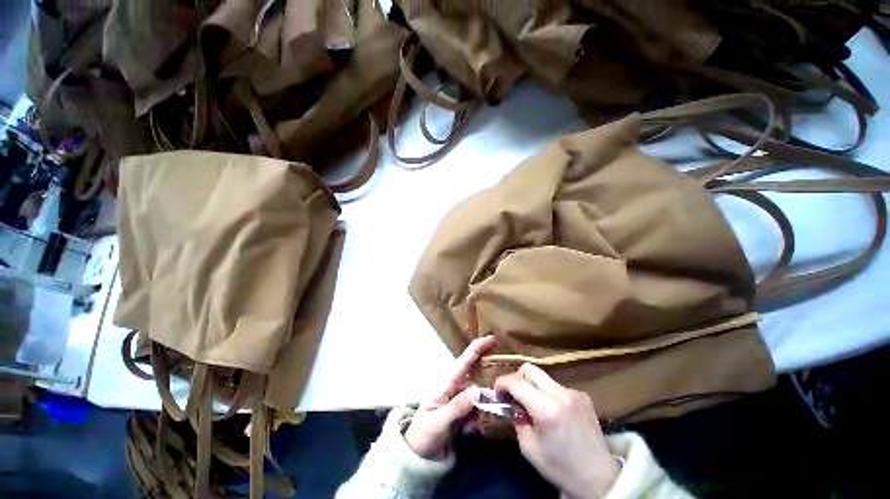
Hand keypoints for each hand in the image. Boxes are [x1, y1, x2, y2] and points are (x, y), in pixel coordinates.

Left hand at [404, 335, 495, 458]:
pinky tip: (469, 430)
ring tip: (472, 423)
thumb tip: (478, 389)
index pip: (464, 362)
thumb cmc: (423, 433)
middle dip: (489, 380)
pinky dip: (479, 419)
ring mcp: (461, 400)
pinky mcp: (464, 412)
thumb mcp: (438, 421)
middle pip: (477, 376)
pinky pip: (479, 410)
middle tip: (502, 389)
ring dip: (483, 407)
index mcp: (447, 384)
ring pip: (481, 395)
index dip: (477, 348)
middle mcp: (456, 387)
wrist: (418, 455)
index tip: (492, 338)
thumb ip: (457, 406)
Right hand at [495, 364, 619, 498]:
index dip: (502, 382)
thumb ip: (517, 419)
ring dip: (533, 386)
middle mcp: (561, 394)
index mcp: (547, 409)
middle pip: (530, 369)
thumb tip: (511, 403)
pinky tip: (553, 412)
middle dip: (516, 378)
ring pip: (543, 377)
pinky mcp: (583, 395)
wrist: (599, 479)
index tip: (496, 390)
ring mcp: (574, 392)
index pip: (517, 382)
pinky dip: (547, 393)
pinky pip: (556, 386)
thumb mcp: (529, 448)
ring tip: (533, 406)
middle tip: (513, 394)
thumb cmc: (560, 467)